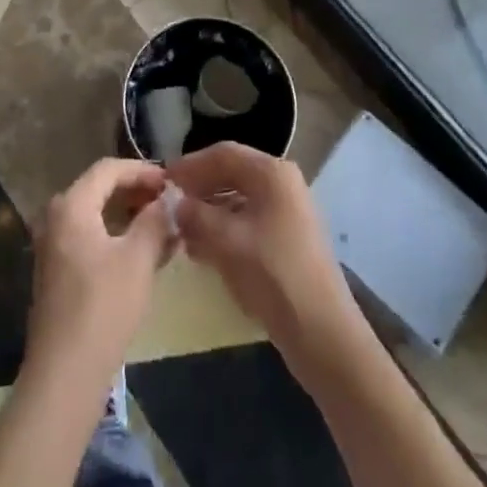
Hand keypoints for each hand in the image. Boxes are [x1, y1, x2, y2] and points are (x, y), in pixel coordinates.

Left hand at [25, 159, 178, 387]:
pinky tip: (143, 253)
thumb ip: (155, 221)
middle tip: (170, 203)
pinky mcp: (57, 272)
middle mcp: (56, 218)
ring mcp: (53, 246)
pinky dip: (117, 237)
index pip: (109, 169)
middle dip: (137, 193)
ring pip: (97, 216)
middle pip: (100, 189)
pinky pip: (90, 238)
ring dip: (129, 217)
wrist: (64, 375)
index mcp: (71, 205)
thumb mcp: (138, 259)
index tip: (171, 181)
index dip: (142, 170)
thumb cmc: (103, 307)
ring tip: (164, 227)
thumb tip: (169, 199)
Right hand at [168, 142, 361, 369]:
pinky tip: (204, 249)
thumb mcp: (226, 242)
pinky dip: (225, 228)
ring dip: (210, 210)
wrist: (322, 332)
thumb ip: (196, 216)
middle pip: (232, 173)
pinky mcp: (288, 238)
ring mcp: (288, 211)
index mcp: (272, 173)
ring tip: (182, 230)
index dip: (191, 165)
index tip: (164, 179)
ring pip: (239, 199)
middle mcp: (282, 183)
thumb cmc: (273, 275)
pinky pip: (249, 220)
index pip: (223, 154)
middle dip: (200, 188)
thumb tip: (174, 204)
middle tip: (170, 204)